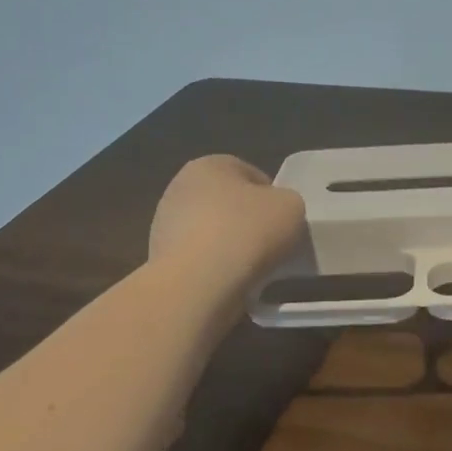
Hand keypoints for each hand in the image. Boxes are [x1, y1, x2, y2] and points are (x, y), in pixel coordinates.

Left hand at [149, 156, 305, 277]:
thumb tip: (275, 213)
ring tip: (251, 269)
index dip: (273, 198)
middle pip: (228, 203)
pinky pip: (199, 260)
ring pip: (212, 233)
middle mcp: (180, 188)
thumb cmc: (246, 232)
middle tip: (271, 244)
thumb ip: (287, 201)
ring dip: (230, 246)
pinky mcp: (159, 260)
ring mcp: (164, 225)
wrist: (197, 285)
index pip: (252, 175)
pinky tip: (229, 282)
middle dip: (248, 222)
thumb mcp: (291, 206)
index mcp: (209, 165)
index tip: (284, 222)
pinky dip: (214, 269)